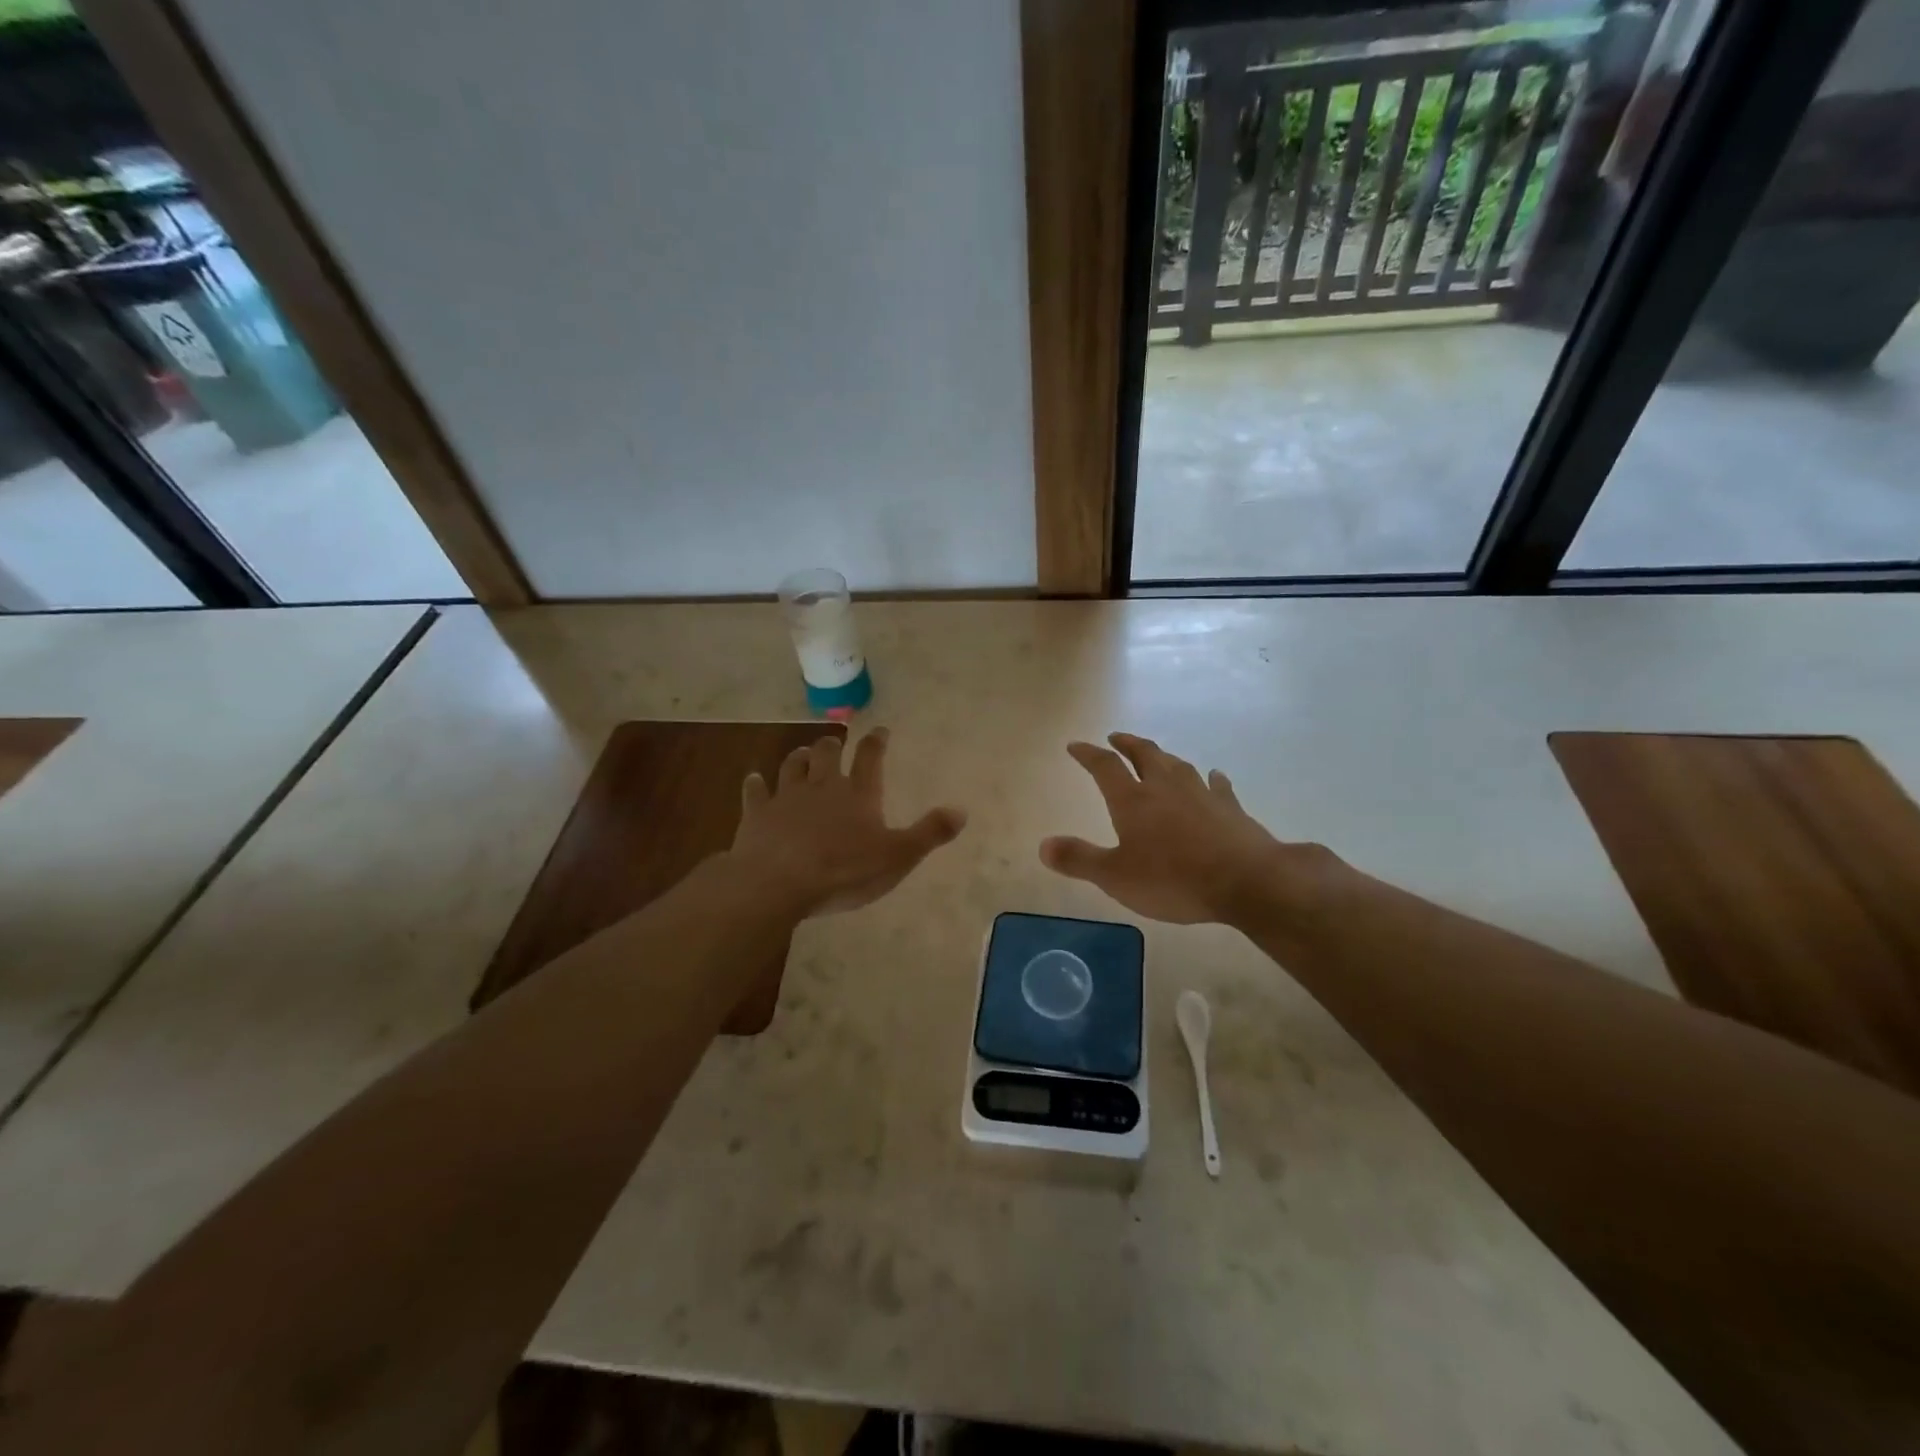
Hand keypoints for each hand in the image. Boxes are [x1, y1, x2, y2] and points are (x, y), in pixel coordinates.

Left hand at [730, 728, 966, 917]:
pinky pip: (755, 792)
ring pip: (793, 766)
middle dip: (833, 744)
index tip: (880, 730)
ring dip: (799, 758)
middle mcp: (822, 786)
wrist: (778, 882)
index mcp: (858, 794)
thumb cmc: (843, 870)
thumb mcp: (897, 856)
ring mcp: (786, 797)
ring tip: (803, 754)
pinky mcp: (757, 814)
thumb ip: (929, 833)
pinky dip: (755, 784)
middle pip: (827, 754)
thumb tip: (961, 810)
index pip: (870, 757)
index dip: (876, 742)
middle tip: (835, 740)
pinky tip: (753, 780)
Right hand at [1041, 733, 1331, 925]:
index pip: (1104, 767)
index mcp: (1133, 800)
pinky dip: (1210, 778)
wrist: (1246, 880)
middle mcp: (1165, 787)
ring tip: (1156, 755)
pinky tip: (1214, 776)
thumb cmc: (1173, 879)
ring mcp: (1201, 793)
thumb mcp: (1115, 876)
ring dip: (1162, 756)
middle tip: (1116, 738)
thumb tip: (1043, 845)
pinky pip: (1217, 785)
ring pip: (1177, 765)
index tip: (1075, 746)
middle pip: (1143, 754)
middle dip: (1127, 744)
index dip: (1088, 754)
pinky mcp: (1230, 807)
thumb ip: (1079, 859)